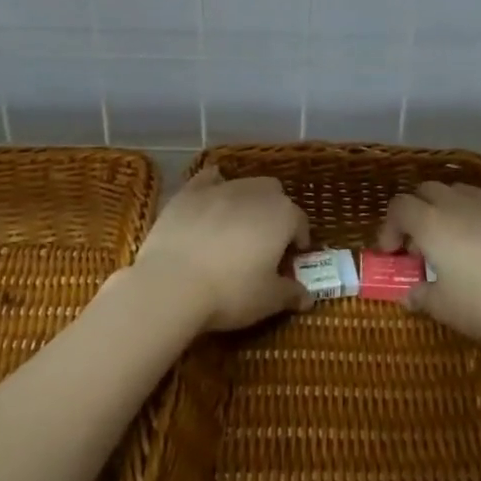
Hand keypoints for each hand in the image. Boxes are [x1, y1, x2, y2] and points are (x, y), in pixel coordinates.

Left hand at [133, 167, 311, 332]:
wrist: (172, 283)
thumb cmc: (231, 292)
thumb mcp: (268, 300)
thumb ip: (291, 293)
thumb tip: (307, 297)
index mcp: (283, 215)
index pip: (300, 222)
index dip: (298, 241)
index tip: (290, 261)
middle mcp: (255, 192)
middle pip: (274, 194)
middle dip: (274, 213)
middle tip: (265, 243)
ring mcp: (220, 188)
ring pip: (243, 185)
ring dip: (246, 202)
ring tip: (236, 229)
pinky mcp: (188, 192)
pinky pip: (208, 180)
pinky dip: (213, 186)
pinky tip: (210, 201)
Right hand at [377, 181, 480, 351]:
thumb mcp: (446, 309)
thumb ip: (421, 297)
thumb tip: (408, 294)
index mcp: (432, 223)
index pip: (399, 207)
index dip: (389, 227)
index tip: (393, 253)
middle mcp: (458, 204)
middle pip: (426, 191)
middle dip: (416, 212)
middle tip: (420, 245)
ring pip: (458, 192)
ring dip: (446, 210)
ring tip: (454, 242)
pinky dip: (477, 218)